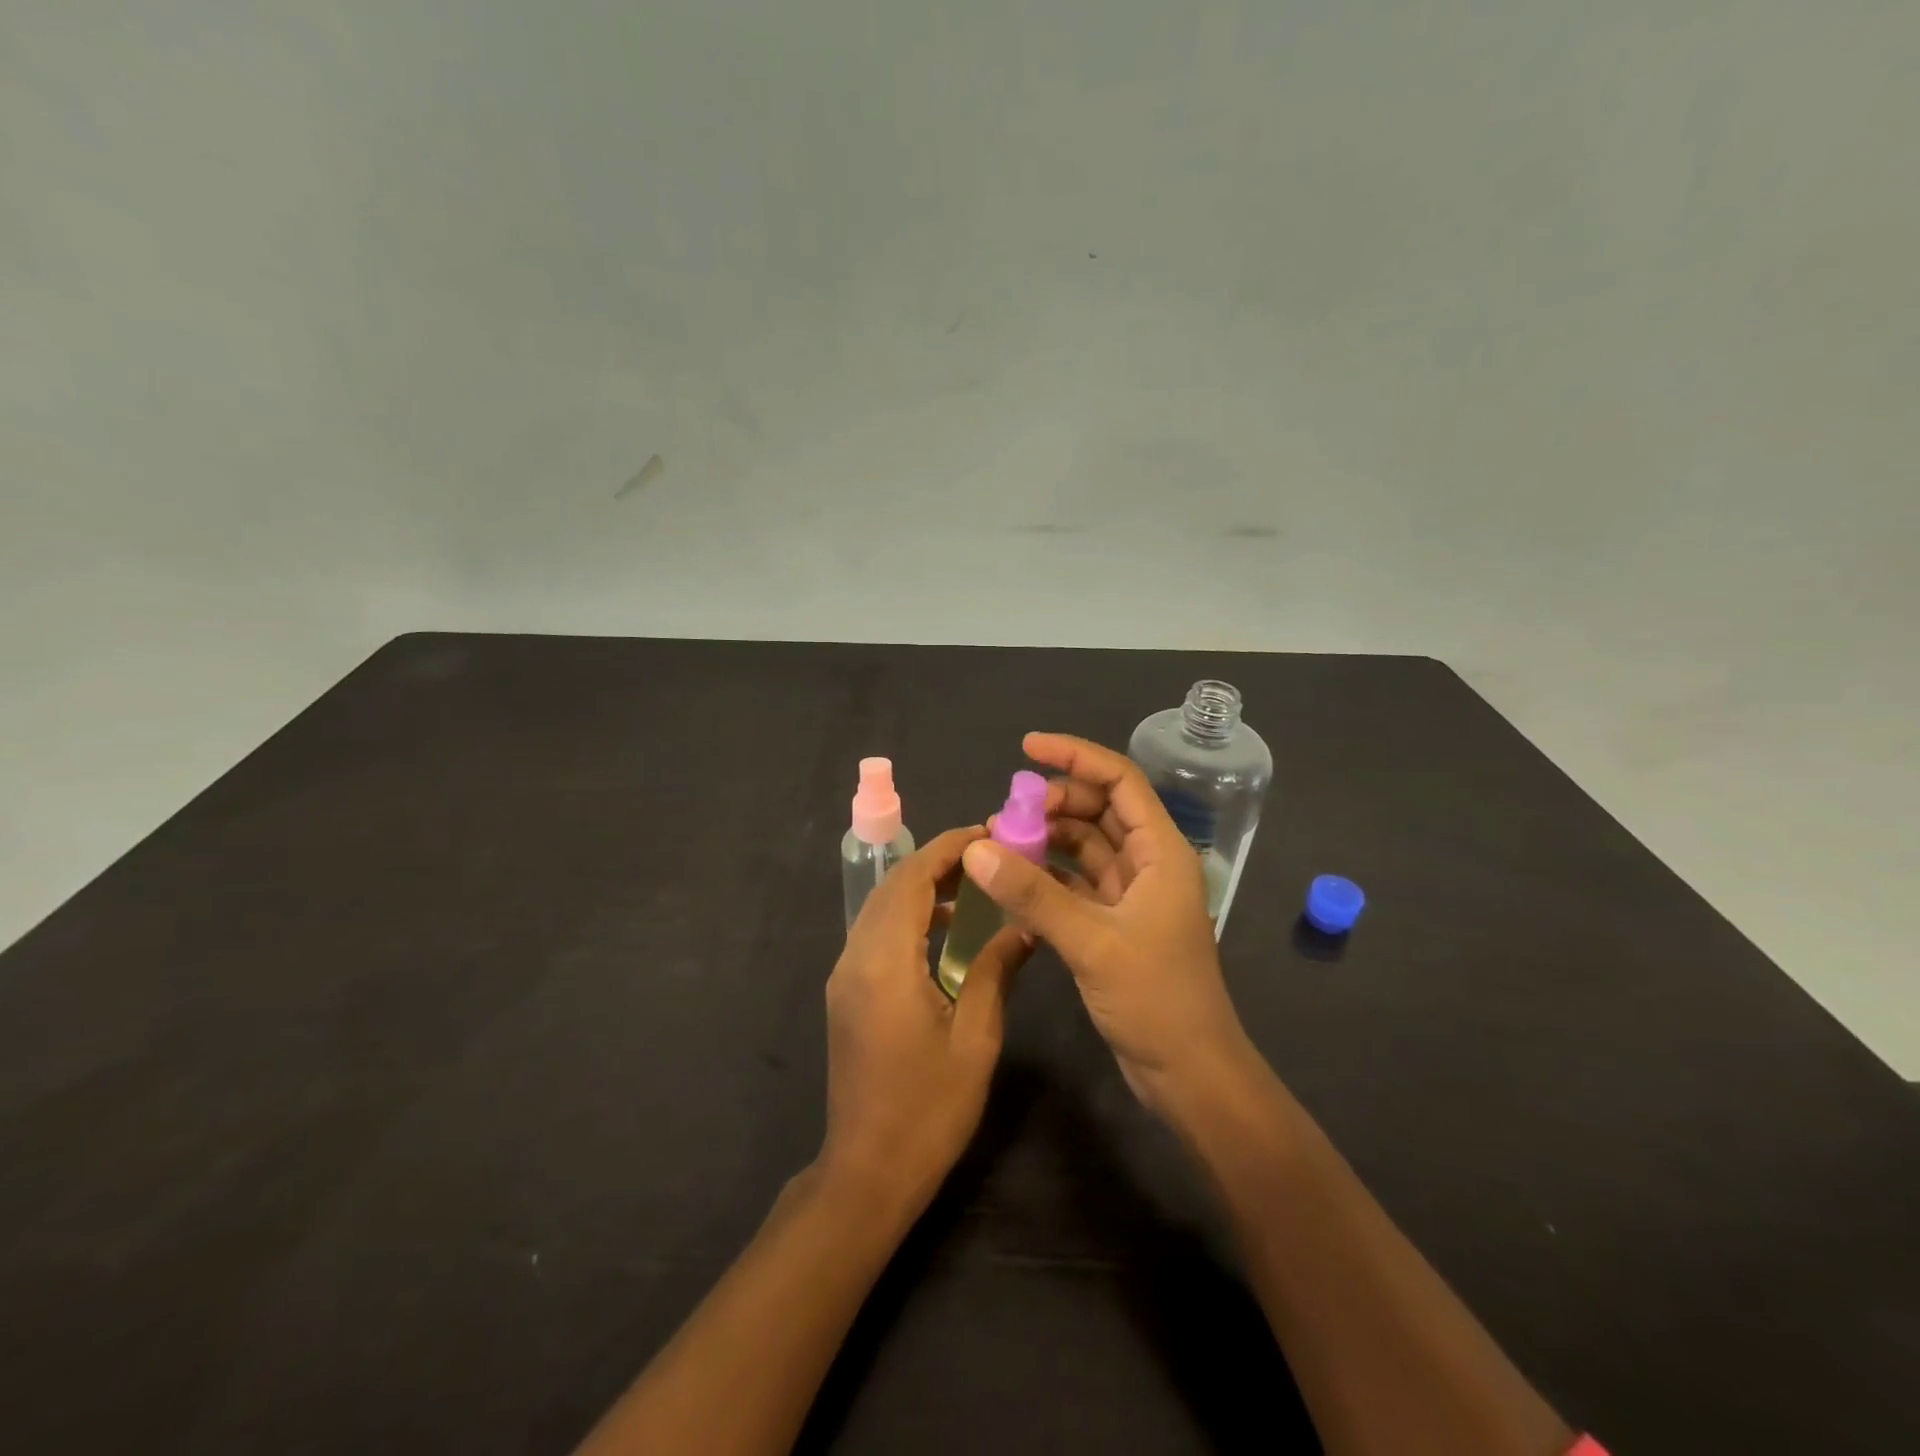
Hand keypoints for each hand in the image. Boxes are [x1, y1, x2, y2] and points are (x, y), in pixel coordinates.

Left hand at [821, 827, 1030, 1213]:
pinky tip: (946, 930)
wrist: (867, 1172)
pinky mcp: (847, 992)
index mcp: (885, 962)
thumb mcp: (975, 1039)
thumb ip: (994, 971)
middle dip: (937, 861)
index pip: (912, 880)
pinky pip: (877, 933)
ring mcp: (845, 975)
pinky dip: (909, 916)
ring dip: (922, 887)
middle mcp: (856, 957)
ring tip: (973, 884)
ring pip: (881, 907)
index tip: (986, 832)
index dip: (947, 849)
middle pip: (892, 886)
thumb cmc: (928, 1110)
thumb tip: (1024, 927)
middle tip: (986, 854)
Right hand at [964, 733, 1253, 1118]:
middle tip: (1004, 815)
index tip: (1027, 747)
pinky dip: (1046, 877)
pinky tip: (1012, 881)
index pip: (1119, 781)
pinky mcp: (1114, 924)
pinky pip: (1075, 884)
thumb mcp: (1092, 941)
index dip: (1075, 757)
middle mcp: (1148, 864)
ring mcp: (1131, 896)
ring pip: (1084, 847)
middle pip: (1098, 810)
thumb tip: (976, 849)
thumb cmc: (1156, 1000)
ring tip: (999, 844)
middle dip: (1052, 803)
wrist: (1190, 1075)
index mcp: (1160, 852)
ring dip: (1045, 840)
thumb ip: (1034, 894)